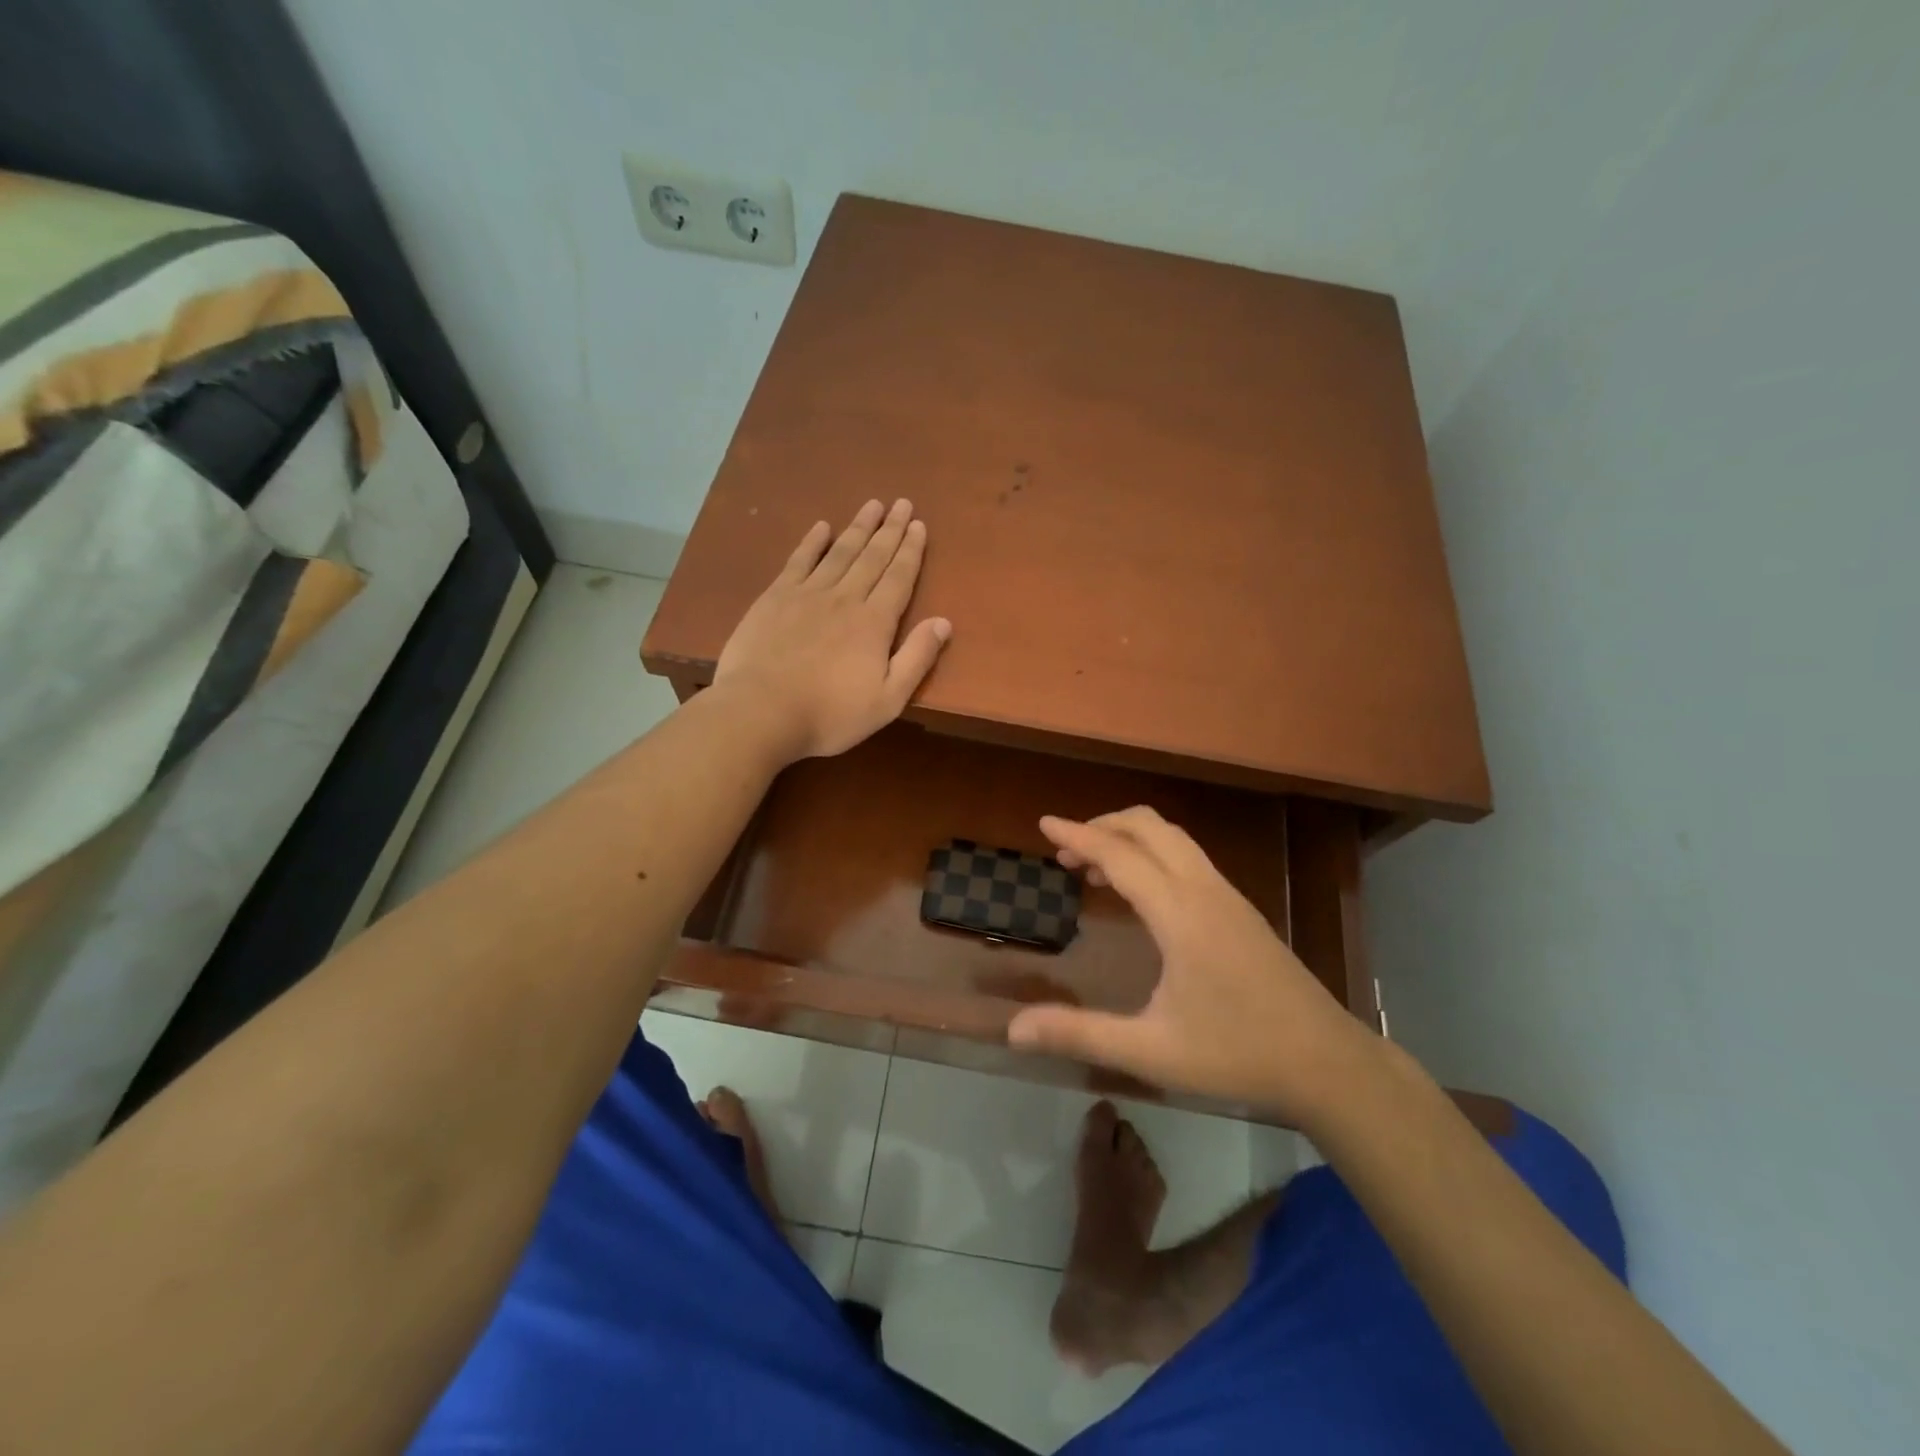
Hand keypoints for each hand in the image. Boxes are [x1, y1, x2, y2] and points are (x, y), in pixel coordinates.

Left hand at [714, 498, 951, 760]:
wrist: (761, 711)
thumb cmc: (829, 714)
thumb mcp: (887, 700)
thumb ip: (917, 659)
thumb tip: (944, 622)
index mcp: (874, 623)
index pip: (899, 578)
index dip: (911, 551)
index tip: (918, 525)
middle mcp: (845, 598)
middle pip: (872, 557)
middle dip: (889, 530)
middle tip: (901, 503)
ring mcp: (807, 594)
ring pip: (839, 552)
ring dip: (857, 528)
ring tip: (872, 505)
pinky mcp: (774, 598)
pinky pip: (798, 561)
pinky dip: (811, 542)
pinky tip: (821, 527)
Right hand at [1007, 807, 1377, 1124]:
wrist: (1327, 1063)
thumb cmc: (1236, 1054)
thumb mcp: (1151, 1051)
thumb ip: (1080, 1034)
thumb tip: (1013, 1030)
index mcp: (1180, 914)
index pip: (1120, 855)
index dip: (1078, 835)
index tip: (1044, 823)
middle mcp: (1204, 891)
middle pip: (1150, 827)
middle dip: (1104, 825)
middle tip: (1066, 850)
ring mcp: (1228, 896)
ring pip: (1173, 838)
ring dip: (1130, 838)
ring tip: (1094, 868)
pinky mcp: (1241, 909)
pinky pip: (1188, 857)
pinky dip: (1153, 853)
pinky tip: (1141, 892)